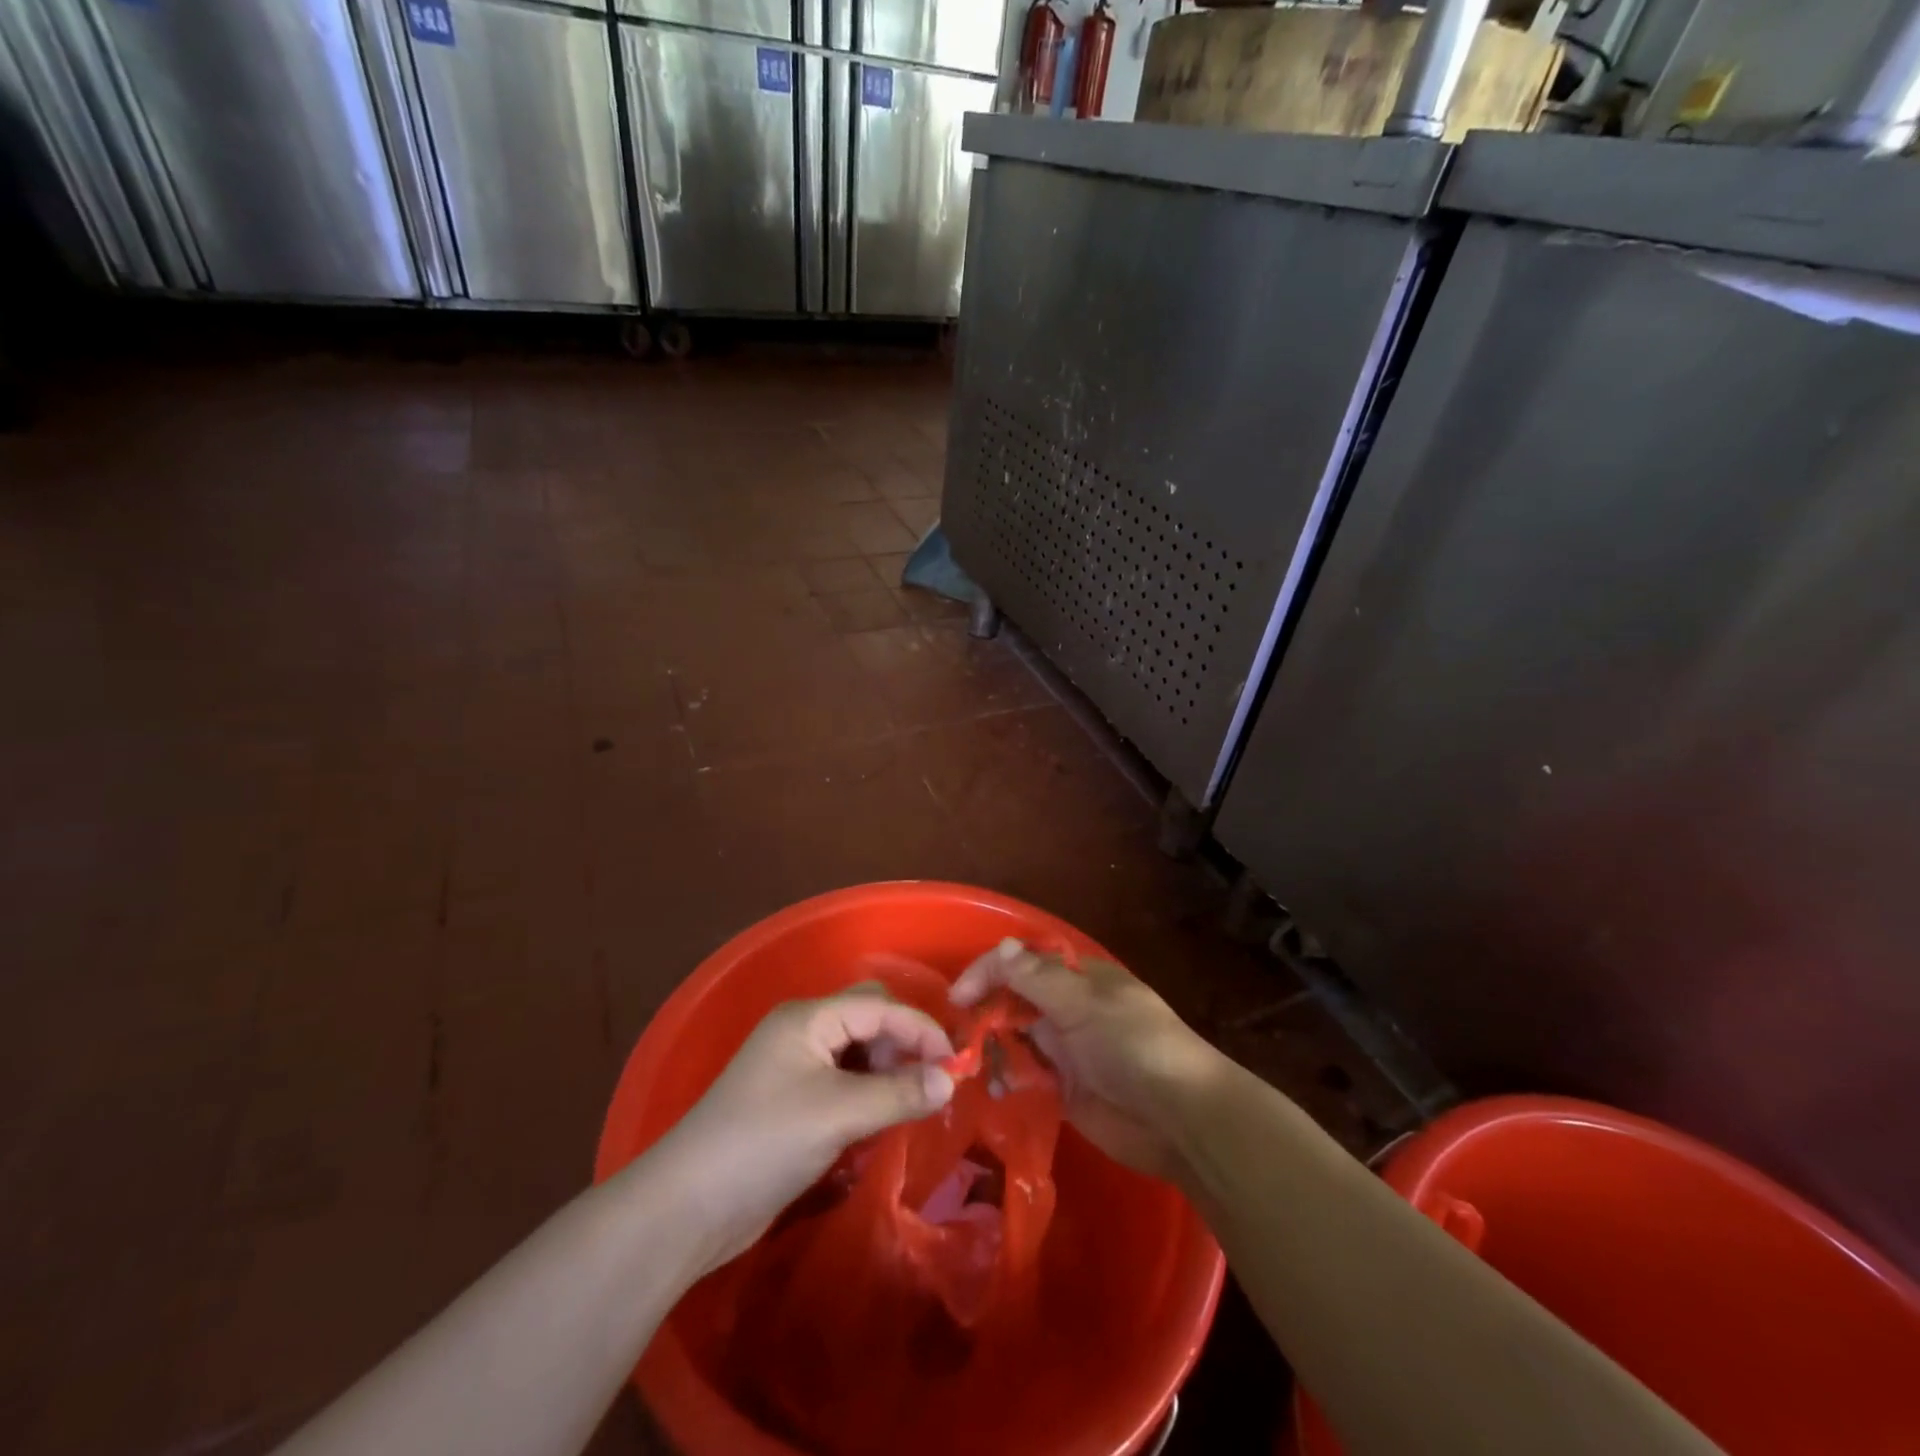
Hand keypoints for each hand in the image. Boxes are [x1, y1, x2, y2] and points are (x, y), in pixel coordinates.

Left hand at [644, 985, 955, 1274]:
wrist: (687, 1207)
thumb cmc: (764, 1142)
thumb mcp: (836, 1114)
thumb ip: (897, 1094)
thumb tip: (950, 1080)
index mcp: (808, 1018)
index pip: (878, 1006)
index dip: (920, 1029)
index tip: (956, 1063)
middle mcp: (803, 1032)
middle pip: (869, 1019)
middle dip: (905, 1043)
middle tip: (936, 1079)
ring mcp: (796, 1066)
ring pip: (858, 1051)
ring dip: (890, 1069)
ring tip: (917, 1099)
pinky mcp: (793, 1101)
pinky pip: (845, 1081)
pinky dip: (870, 1091)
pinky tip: (886, 1114)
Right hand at [951, 938, 1221, 1179]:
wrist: (1181, 1118)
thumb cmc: (1133, 1045)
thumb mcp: (1083, 1004)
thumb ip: (1037, 979)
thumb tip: (1002, 946)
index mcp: (1078, 979)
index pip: (1022, 963)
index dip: (988, 972)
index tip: (958, 997)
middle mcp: (1068, 1009)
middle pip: (1015, 1001)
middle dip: (984, 1012)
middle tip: (955, 1036)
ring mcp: (1067, 1051)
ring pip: (1016, 1040)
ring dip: (992, 1048)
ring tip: (967, 1066)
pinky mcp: (1065, 1090)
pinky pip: (1027, 1078)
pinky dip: (1007, 1080)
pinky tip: (991, 1090)